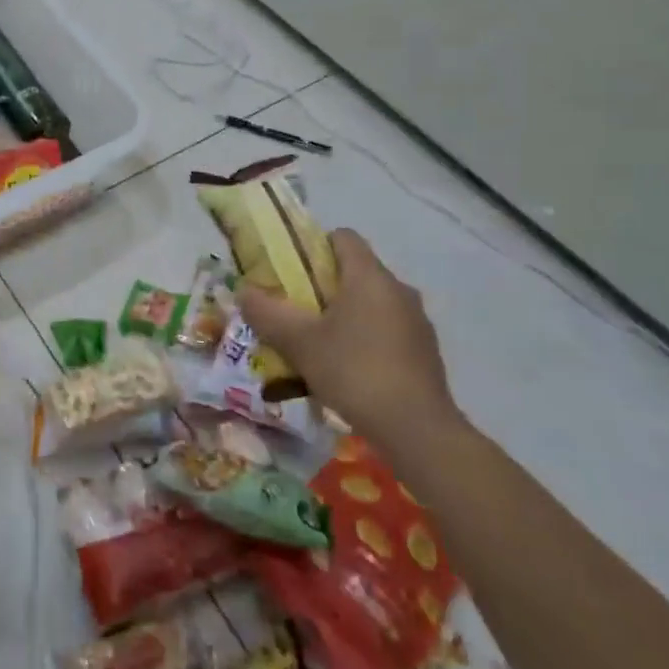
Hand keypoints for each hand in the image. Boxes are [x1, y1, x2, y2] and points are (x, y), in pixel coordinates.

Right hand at [238, 229, 462, 455]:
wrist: (418, 431)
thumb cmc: (354, 371)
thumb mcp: (299, 343)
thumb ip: (267, 313)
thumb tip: (243, 291)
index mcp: (369, 276)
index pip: (343, 237)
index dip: (314, 246)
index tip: (292, 272)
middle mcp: (398, 289)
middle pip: (356, 271)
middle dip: (324, 287)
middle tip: (296, 312)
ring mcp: (417, 321)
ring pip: (372, 303)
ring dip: (346, 316)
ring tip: (319, 346)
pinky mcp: (426, 352)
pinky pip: (388, 330)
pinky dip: (366, 339)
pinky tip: (349, 371)